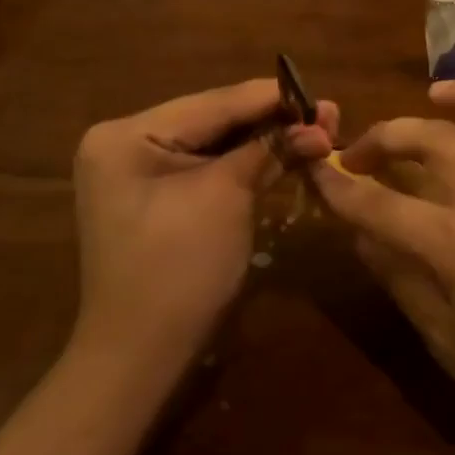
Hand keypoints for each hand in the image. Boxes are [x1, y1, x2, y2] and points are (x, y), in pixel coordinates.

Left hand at [73, 80, 337, 363]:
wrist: (141, 358)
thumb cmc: (179, 270)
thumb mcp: (226, 197)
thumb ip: (269, 150)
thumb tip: (319, 126)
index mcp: (127, 134)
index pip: (213, 103)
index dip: (272, 98)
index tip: (321, 96)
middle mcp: (126, 143)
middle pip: (213, 120)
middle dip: (272, 120)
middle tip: (328, 115)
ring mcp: (138, 172)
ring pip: (214, 144)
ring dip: (264, 140)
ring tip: (317, 130)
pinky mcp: (156, 197)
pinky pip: (206, 168)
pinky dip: (245, 163)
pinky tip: (285, 153)